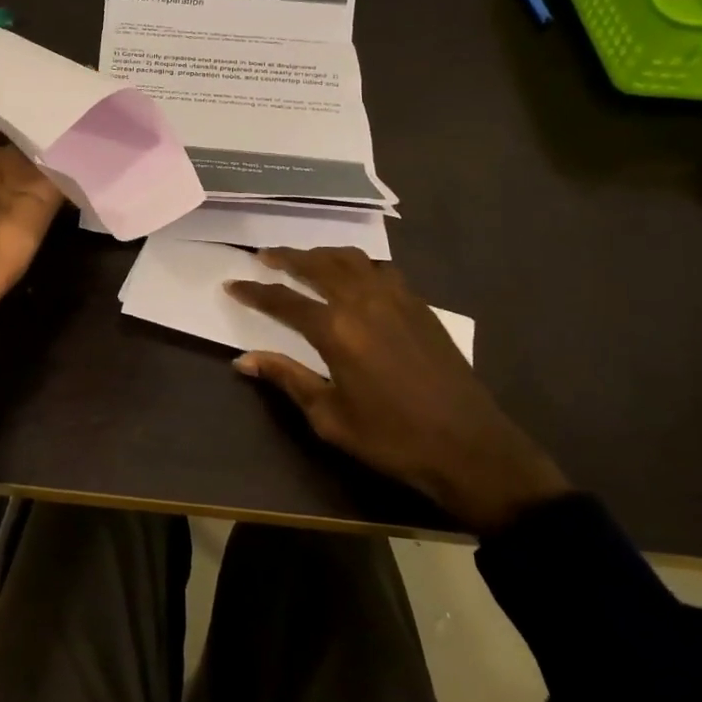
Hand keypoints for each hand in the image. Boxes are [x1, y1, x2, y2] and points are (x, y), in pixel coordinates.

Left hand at [0, 32, 64, 337]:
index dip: (3, 81)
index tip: (24, 49)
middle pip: (24, 120)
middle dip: (41, 97)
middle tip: (68, 61)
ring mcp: (25, 179)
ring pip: (49, 139)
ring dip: (65, 117)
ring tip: (91, 80)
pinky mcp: (49, 198)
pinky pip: (67, 167)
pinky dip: (82, 149)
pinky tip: (103, 120)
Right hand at [226, 247, 569, 533]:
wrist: (469, 446)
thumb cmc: (392, 438)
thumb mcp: (330, 417)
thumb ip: (287, 379)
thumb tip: (243, 360)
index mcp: (336, 330)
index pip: (283, 300)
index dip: (254, 291)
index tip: (232, 284)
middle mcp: (363, 301)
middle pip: (317, 265)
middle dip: (286, 257)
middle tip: (264, 256)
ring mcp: (396, 298)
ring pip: (352, 258)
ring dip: (323, 254)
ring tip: (305, 259)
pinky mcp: (420, 305)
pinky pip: (381, 270)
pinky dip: (358, 265)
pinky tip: (355, 277)